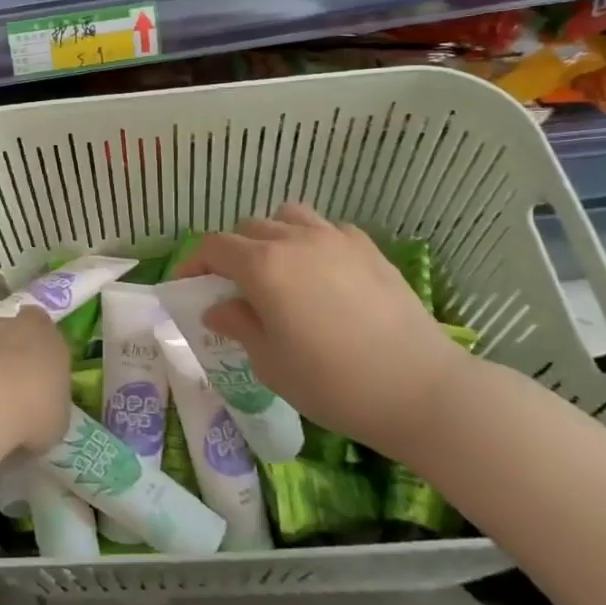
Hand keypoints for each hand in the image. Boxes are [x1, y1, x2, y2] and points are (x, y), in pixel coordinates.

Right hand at [176, 204, 473, 458]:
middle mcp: (294, 240)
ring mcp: (335, 239)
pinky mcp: (368, 248)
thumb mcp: (271, 363)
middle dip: (231, 252)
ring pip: (288, 217)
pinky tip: (321, 274)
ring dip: (271, 236)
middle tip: (232, 286)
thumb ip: (240, 325)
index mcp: (263, 266)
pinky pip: (326, 230)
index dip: (193, 262)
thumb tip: (219, 308)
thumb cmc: (333, 383)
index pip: (214, 247)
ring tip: (277, 270)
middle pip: (248, 228)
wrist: (419, 388)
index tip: (186, 285)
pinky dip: (311, 242)